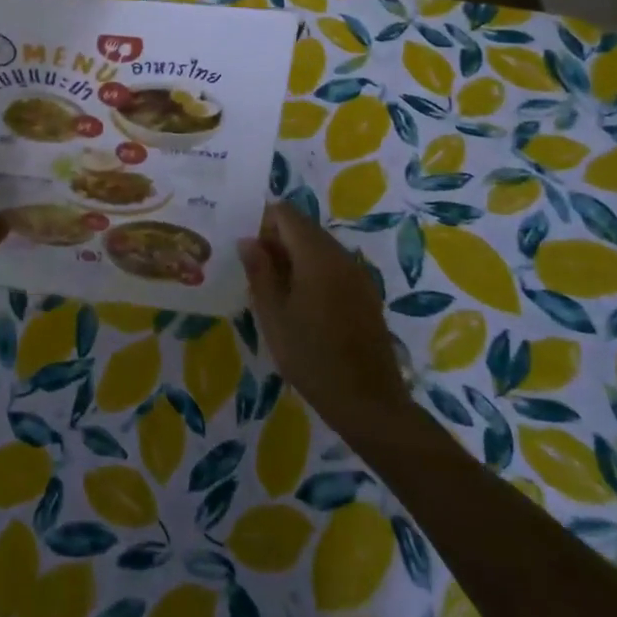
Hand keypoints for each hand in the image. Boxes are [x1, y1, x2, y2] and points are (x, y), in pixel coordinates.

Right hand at [240, 201, 408, 433]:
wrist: (369, 403)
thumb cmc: (312, 358)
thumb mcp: (273, 316)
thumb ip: (259, 272)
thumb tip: (248, 240)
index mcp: (317, 255)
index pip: (285, 213)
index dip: (262, 224)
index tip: (249, 254)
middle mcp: (341, 255)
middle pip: (304, 227)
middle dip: (277, 241)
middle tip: (258, 275)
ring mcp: (358, 274)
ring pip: (319, 246)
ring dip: (295, 257)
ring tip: (278, 293)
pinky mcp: (367, 293)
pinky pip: (334, 266)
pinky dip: (314, 271)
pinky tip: (304, 306)